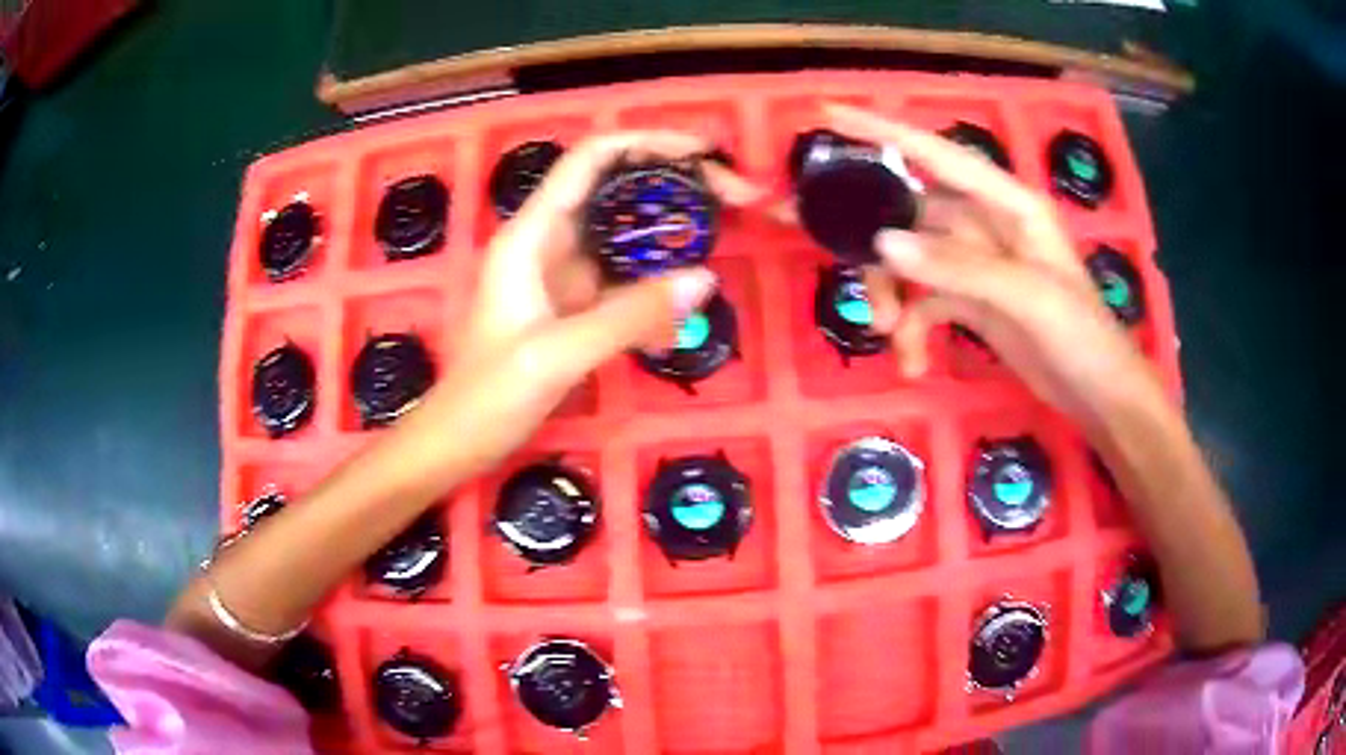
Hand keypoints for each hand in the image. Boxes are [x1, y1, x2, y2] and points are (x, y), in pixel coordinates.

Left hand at [404, 132, 759, 475]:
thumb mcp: (558, 354)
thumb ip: (630, 315)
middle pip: (616, 188)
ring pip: (625, 233)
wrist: (458, 440)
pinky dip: (656, 285)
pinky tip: (684, 307)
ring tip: (724, 234)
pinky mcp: (573, 305)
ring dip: (671, 233)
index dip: (645, 143)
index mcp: (532, 233)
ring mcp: (562, 273)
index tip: (701, 152)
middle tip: (733, 197)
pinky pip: (623, 280)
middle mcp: (548, 241)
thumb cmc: (489, 395)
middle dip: (673, 184)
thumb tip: (704, 279)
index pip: (591, 159)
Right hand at [823, 104, 1166, 425]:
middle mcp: (988, 223)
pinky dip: (912, 329)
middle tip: (827, 249)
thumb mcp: (1028, 297)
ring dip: (892, 292)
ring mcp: (978, 263)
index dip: (884, 131)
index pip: (938, 155)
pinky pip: (926, 301)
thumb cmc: (1081, 336)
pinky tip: (912, 363)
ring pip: (912, 259)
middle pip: (912, 212)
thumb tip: (884, 243)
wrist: (1098, 394)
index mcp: (1009, 203)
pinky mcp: (972, 300)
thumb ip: (960, 268)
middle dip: (873, 236)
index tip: (830, 116)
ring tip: (886, 332)